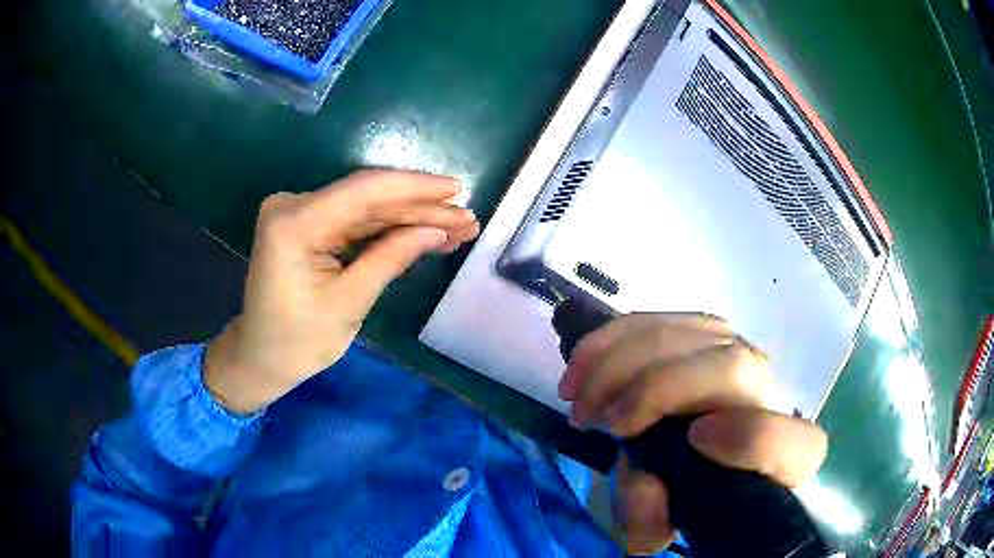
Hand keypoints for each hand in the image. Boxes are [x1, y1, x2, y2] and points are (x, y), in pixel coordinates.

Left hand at [205, 170, 479, 413]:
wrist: (260, 356)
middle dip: (421, 209)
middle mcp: (294, 205)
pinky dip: (389, 229)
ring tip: (457, 228)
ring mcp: (300, 213)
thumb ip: (391, 258)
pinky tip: (425, 234)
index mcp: (295, 222)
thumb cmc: (298, 341)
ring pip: (367, 209)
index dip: (416, 187)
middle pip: (369, 198)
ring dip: (411, 218)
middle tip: (467, 219)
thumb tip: (437, 231)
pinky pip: (355, 221)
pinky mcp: (308, 225)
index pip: (365, 191)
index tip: (458, 189)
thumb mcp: (349, 303)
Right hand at [557, 314, 827, 554]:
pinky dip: (610, 339)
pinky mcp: (702, 328)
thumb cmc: (694, 483)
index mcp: (782, 453)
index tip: (694, 441)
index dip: (747, 439)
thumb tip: (643, 501)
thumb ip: (655, 516)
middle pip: (732, 369)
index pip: (786, 442)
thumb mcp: (668, 513)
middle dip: (656, 390)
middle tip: (601, 421)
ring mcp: (736, 349)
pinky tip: (580, 366)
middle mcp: (768, 392)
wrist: (706, 443)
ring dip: (620, 362)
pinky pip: (657, 319)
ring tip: (578, 396)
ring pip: (688, 335)